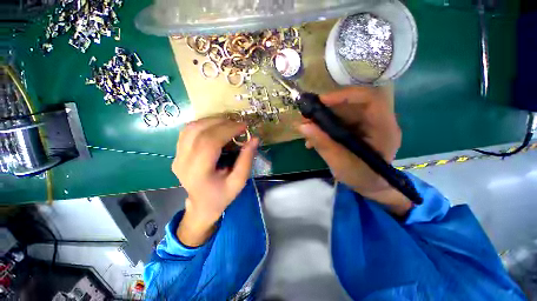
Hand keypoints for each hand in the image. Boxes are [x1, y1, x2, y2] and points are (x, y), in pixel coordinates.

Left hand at [172, 117, 258, 245]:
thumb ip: (247, 160)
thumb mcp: (239, 181)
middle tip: (238, 124)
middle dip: (221, 123)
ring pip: (191, 128)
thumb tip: (254, 139)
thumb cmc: (222, 196)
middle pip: (199, 131)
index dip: (228, 130)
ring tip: (228, 124)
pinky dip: (203, 124)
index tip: (243, 126)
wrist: (202, 205)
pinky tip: (215, 127)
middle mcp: (183, 162)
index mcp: (198, 172)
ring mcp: (177, 156)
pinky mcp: (177, 153)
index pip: (210, 142)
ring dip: (211, 121)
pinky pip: (188, 131)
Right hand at [298, 86, 411, 215]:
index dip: (345, 96)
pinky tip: (312, 138)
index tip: (321, 102)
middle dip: (326, 109)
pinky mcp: (356, 129)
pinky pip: (338, 121)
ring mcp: (366, 125)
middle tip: (306, 117)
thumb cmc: (362, 178)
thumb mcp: (341, 163)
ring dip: (322, 118)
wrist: (370, 186)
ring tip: (306, 128)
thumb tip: (302, 126)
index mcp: (383, 129)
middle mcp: (377, 122)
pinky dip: (323, 127)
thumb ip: (323, 144)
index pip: (370, 100)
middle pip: (352, 104)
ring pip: (342, 112)